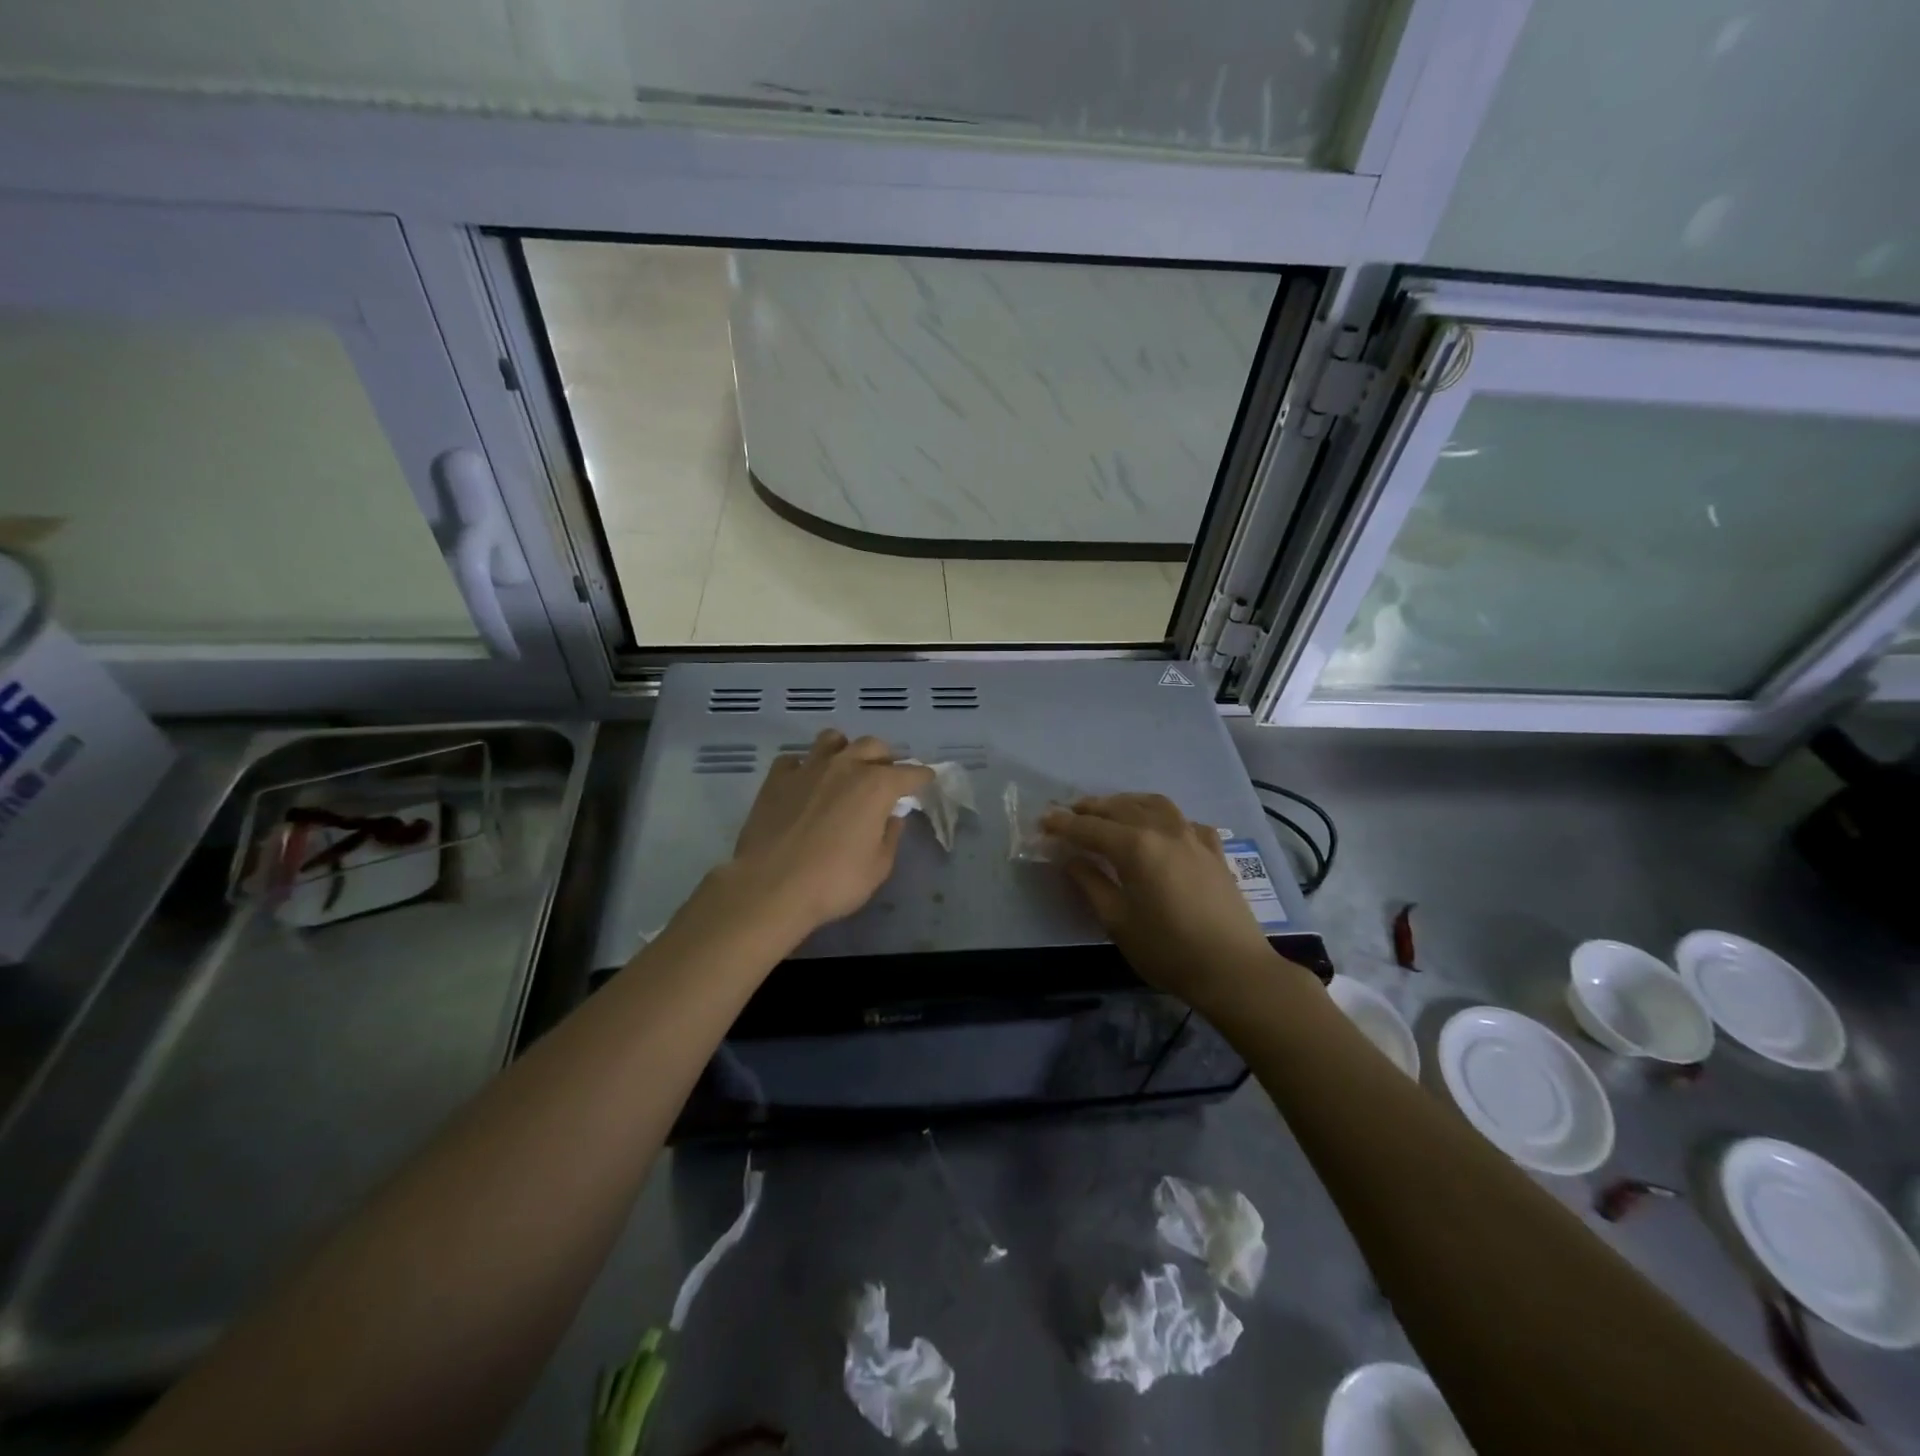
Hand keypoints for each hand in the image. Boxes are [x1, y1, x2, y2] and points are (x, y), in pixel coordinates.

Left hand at [723, 730, 933, 942]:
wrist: (770, 886)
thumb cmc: (833, 881)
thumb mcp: (878, 867)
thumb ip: (890, 836)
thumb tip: (892, 817)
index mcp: (876, 786)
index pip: (910, 772)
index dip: (921, 776)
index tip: (926, 779)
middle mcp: (845, 766)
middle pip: (872, 746)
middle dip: (884, 759)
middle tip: (885, 777)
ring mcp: (808, 768)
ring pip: (832, 740)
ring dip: (845, 751)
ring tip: (845, 770)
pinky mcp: (777, 778)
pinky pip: (795, 760)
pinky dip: (804, 767)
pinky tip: (804, 784)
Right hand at [1042, 794, 1281, 1002]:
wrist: (1234, 970)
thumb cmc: (1168, 950)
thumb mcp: (1118, 921)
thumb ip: (1091, 883)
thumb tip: (1069, 858)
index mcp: (1136, 847)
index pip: (1090, 827)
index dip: (1063, 824)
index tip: (1043, 821)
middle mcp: (1164, 830)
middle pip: (1120, 808)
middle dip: (1091, 808)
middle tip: (1068, 813)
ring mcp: (1193, 836)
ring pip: (1154, 804)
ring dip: (1126, 802)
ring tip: (1109, 810)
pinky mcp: (1213, 850)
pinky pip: (1183, 820)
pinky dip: (1162, 816)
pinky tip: (1159, 828)